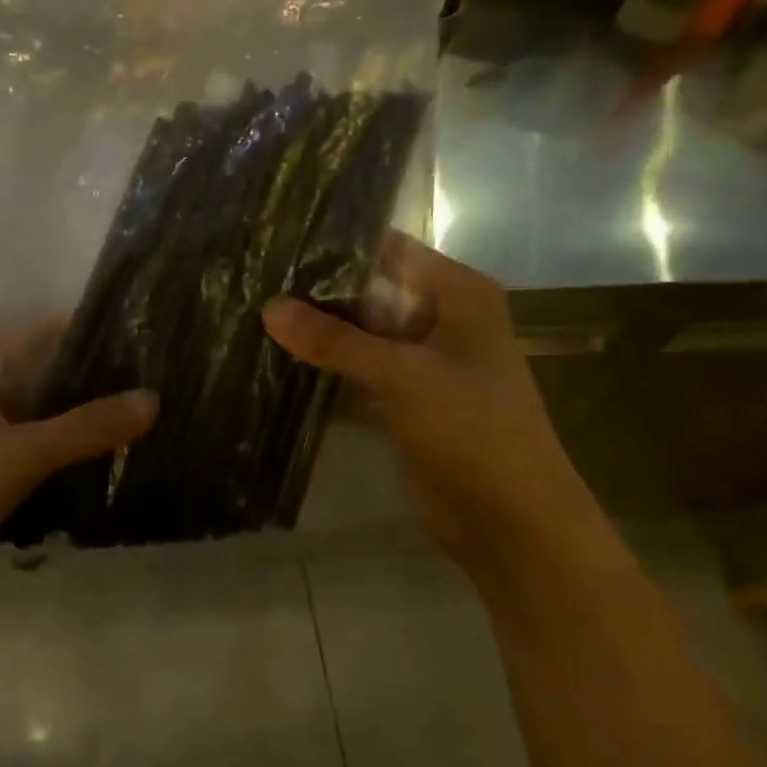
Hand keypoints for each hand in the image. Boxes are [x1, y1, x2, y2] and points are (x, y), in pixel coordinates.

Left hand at [0, 338, 156, 615]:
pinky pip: (28, 447)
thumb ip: (89, 426)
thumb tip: (155, 399)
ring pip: (39, 414)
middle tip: (157, 392)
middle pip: (45, 375)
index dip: (97, 342)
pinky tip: (106, 460)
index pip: (47, 333)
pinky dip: (60, 453)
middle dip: (94, 388)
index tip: (151, 353)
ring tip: (143, 424)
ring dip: (80, 424)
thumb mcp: (22, 453)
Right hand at [261, 234, 597, 565]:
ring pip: (360, 334)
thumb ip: (334, 340)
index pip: (388, 250)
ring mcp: (422, 361)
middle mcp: (440, 319)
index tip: (278, 244)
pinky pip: (357, 372)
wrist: (512, 522)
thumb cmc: (473, 429)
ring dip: (318, 333)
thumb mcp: (403, 375)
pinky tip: (277, 362)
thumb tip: (268, 307)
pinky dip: (326, 370)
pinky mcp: (404, 399)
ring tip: (254, 315)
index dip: (336, 247)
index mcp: (458, 294)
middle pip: (369, 292)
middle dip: (317, 292)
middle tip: (255, 281)